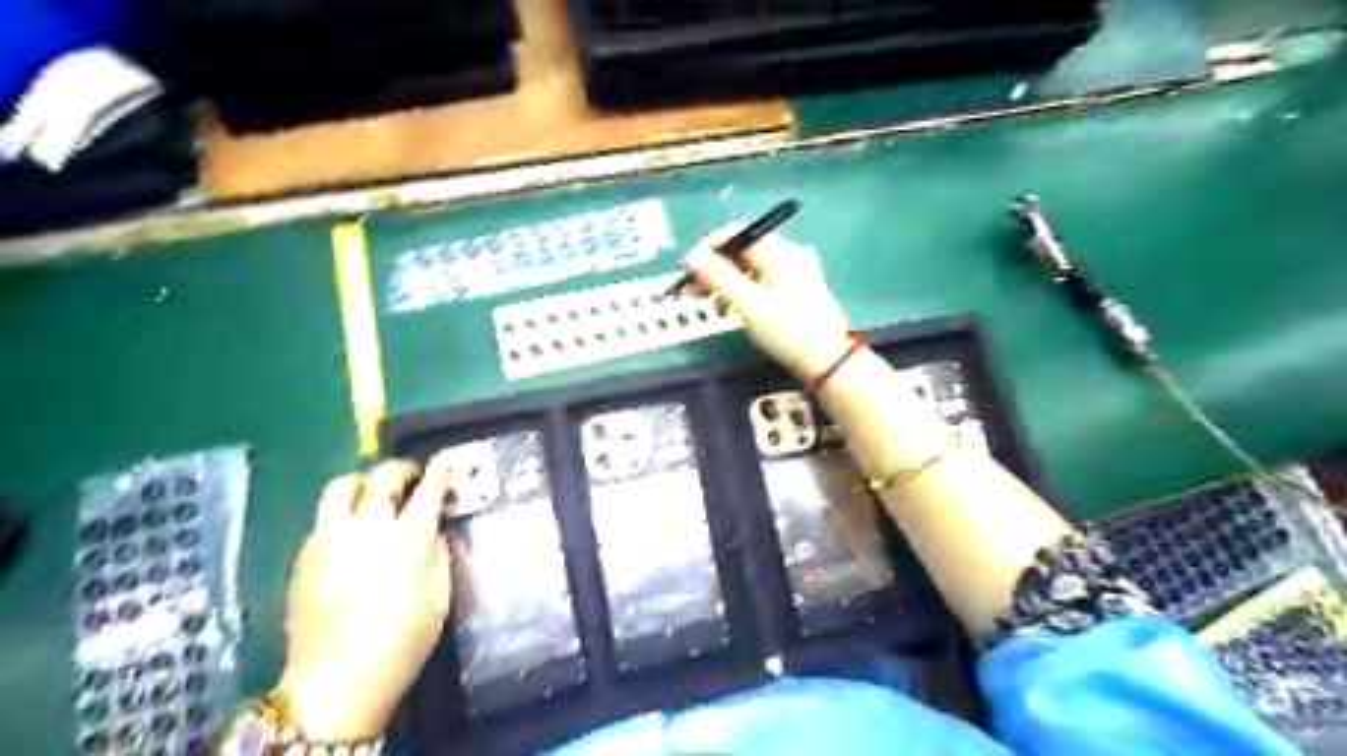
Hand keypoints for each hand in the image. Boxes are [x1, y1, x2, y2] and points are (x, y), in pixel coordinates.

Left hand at [274, 462, 455, 736]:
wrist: (336, 680)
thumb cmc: (403, 641)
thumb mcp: (440, 594)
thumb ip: (438, 551)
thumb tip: (432, 526)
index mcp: (408, 540)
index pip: (428, 491)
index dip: (440, 476)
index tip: (445, 472)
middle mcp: (368, 528)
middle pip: (383, 477)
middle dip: (402, 468)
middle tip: (413, 474)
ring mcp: (331, 538)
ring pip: (343, 485)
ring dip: (364, 480)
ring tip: (375, 490)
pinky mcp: (305, 553)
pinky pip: (325, 515)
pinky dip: (343, 510)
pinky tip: (352, 528)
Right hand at [687, 220, 849, 377]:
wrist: (828, 362)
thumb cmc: (788, 332)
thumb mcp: (750, 305)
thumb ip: (719, 278)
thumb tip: (692, 257)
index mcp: (780, 252)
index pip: (738, 233)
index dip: (709, 246)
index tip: (687, 267)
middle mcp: (789, 255)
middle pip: (743, 249)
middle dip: (714, 265)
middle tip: (691, 288)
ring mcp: (795, 272)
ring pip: (751, 266)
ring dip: (725, 278)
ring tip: (705, 298)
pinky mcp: (796, 289)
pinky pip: (762, 279)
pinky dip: (742, 287)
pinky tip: (729, 302)